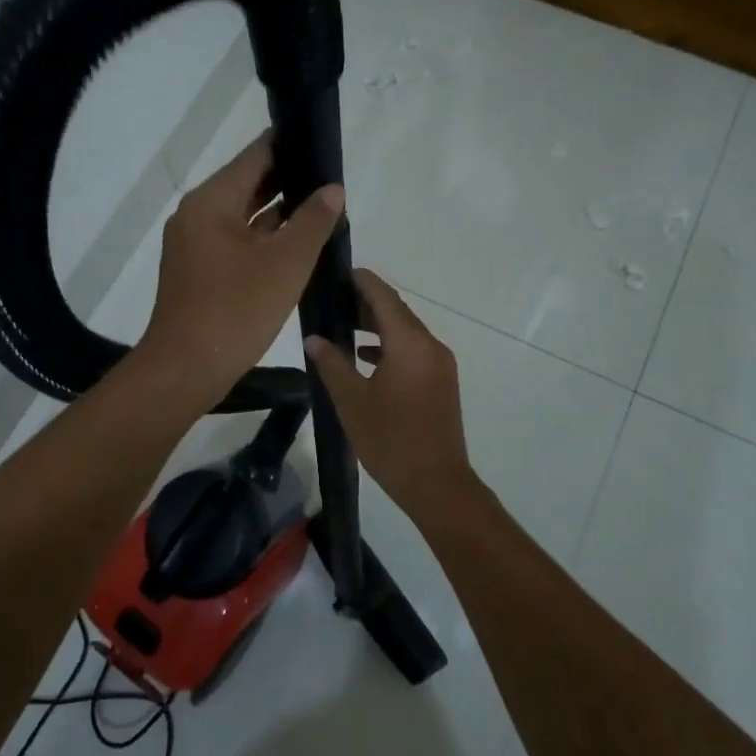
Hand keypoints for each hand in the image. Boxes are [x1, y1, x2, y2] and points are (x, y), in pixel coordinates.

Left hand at [139, 134, 343, 412]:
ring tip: (323, 208)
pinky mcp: (200, 271)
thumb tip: (332, 190)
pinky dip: (265, 239)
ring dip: (279, 213)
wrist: (187, 368)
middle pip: (248, 185)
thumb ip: (313, 221)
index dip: (289, 145)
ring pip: (244, 216)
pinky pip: (237, 242)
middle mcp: (197, 215)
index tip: (320, 142)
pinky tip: (298, 244)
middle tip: (330, 178)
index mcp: (211, 202)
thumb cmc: (236, 310)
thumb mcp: (286, 263)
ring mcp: (196, 245)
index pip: (255, 157)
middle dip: (289, 181)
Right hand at [306, 269, 477, 517]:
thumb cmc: (390, 440)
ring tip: (343, 324)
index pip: (384, 297)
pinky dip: (390, 347)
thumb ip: (332, 364)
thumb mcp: (352, 401)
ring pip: (406, 333)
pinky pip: (413, 351)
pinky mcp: (441, 383)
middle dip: (366, 302)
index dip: (362, 281)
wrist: (436, 484)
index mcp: (410, 344)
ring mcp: (440, 365)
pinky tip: (365, 357)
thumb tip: (314, 339)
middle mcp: (430, 346)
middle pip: (397, 312)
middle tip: (333, 299)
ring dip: (377, 326)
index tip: (339, 271)